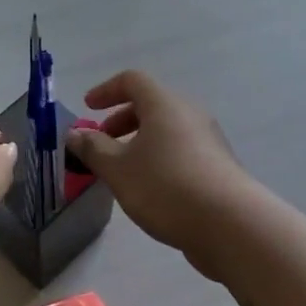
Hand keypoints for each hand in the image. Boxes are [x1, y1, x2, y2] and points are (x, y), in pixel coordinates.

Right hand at [65, 71, 256, 279]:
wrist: (230, 225)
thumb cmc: (166, 187)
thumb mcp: (118, 168)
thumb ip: (92, 148)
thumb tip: (75, 133)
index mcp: (164, 105)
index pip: (133, 81)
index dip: (107, 90)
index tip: (88, 108)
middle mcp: (190, 114)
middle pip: (152, 105)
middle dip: (121, 120)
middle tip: (101, 143)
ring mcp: (208, 140)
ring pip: (167, 130)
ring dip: (140, 142)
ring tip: (122, 171)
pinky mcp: (218, 167)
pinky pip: (181, 151)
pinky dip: (158, 158)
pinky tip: (149, 189)